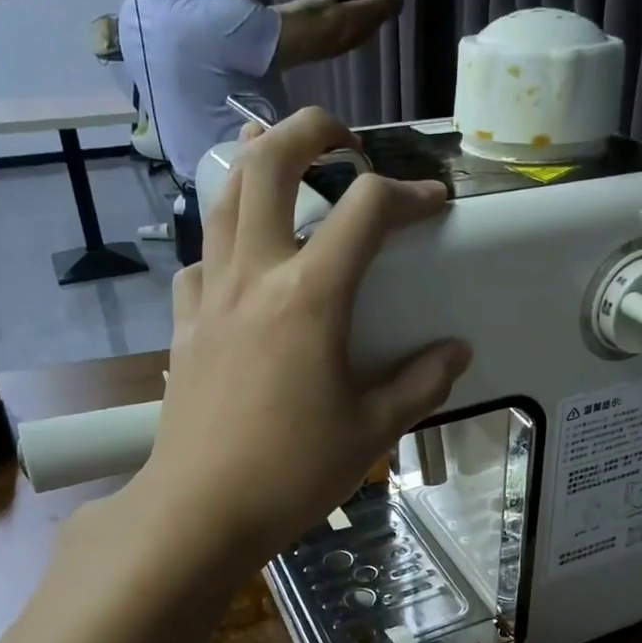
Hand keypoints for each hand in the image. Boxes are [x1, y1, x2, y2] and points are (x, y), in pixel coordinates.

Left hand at [139, 106, 469, 567]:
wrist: (199, 511)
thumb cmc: (291, 472)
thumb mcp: (372, 430)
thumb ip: (421, 383)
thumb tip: (456, 352)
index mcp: (310, 296)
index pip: (365, 211)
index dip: (408, 194)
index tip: (433, 204)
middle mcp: (254, 276)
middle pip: (267, 164)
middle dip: (309, 131)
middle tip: (341, 139)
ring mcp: (210, 296)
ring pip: (223, 200)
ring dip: (257, 169)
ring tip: (286, 169)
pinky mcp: (185, 325)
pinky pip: (201, 260)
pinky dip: (226, 243)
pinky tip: (243, 266)